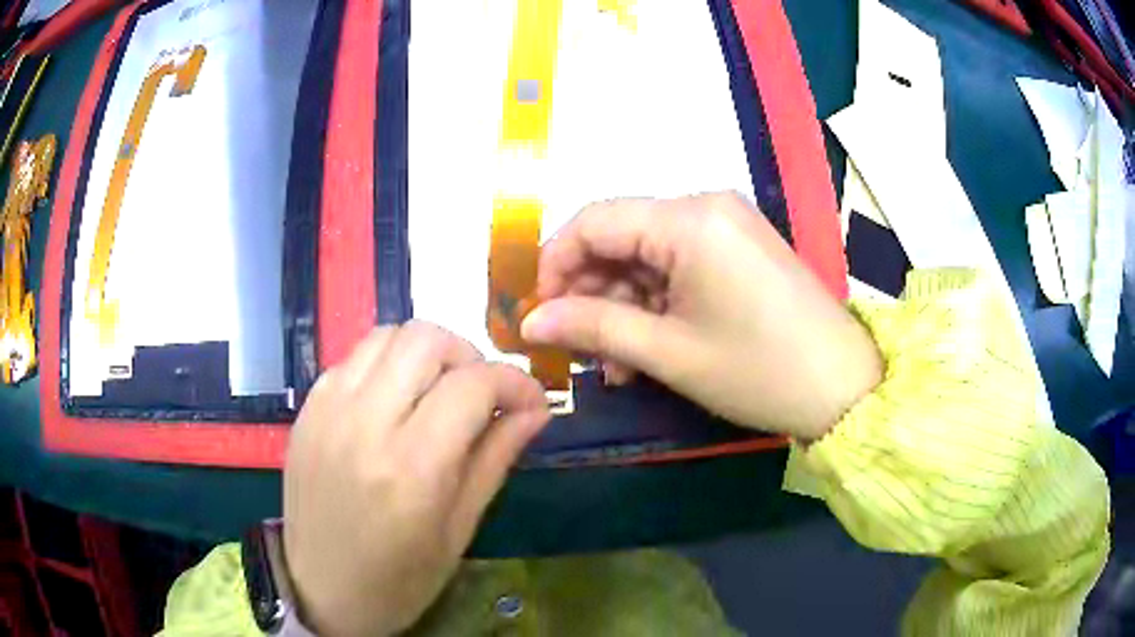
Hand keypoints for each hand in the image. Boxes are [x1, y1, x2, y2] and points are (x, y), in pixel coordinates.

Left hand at [283, 322, 550, 635]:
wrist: (321, 591)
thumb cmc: (399, 579)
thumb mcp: (459, 530)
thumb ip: (496, 458)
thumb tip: (536, 410)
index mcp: (411, 468)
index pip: (472, 384)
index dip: (514, 382)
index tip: (532, 400)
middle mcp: (364, 424)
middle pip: (425, 339)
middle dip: (469, 355)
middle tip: (480, 394)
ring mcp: (327, 411)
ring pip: (387, 335)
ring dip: (425, 353)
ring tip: (437, 391)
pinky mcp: (306, 411)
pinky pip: (353, 359)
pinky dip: (386, 365)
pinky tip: (394, 402)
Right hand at [522, 192, 880, 440]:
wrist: (844, 387)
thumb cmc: (758, 370)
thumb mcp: (668, 353)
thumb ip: (593, 327)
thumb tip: (530, 322)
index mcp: (688, 219)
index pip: (593, 220)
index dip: (555, 264)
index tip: (540, 314)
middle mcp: (705, 205)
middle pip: (620, 237)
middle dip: (591, 292)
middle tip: (579, 350)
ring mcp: (727, 224)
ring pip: (647, 255)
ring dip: (622, 305)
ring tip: (616, 364)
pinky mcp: (739, 247)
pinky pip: (678, 264)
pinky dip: (655, 301)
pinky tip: (648, 346)